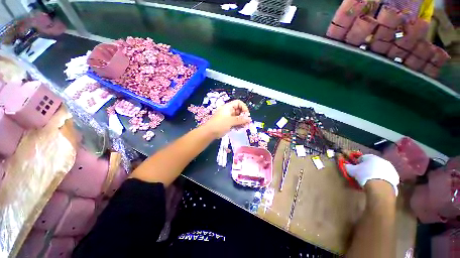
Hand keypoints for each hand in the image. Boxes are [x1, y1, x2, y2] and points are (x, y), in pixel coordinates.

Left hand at [202, 100, 251, 138]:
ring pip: (237, 117)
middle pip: (239, 110)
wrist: (209, 132)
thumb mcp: (231, 121)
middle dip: (244, 116)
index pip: (238, 103)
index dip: (244, 107)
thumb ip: (240, 120)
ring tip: (244, 127)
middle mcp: (228, 111)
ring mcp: (227, 117)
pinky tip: (240, 128)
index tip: (247, 115)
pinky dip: (238, 124)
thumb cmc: (219, 124)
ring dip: (242, 121)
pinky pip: (234, 122)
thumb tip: (249, 119)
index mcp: (228, 107)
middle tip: (247, 122)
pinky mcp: (227, 123)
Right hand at [345, 154, 399, 195]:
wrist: (380, 187)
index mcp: (371, 157)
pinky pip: (386, 175)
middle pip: (372, 163)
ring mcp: (390, 168)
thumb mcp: (352, 170)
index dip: (358, 163)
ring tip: (371, 179)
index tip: (355, 168)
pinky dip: (382, 178)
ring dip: (375, 172)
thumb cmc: (364, 175)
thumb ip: (347, 166)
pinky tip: (378, 183)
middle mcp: (381, 160)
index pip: (362, 157)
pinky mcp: (395, 176)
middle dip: (368, 167)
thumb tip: (344, 164)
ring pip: (380, 169)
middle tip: (363, 174)